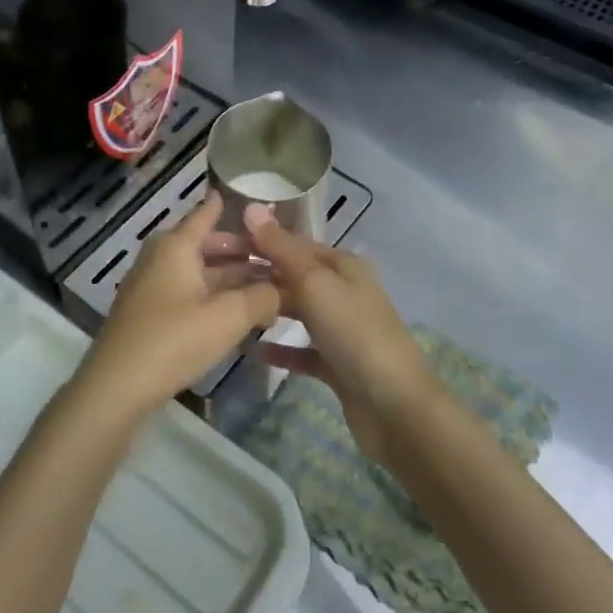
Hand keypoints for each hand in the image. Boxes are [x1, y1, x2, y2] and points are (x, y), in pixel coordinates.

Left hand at [74, 192, 279, 422]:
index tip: (254, 202)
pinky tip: (237, 313)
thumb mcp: (228, 318)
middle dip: (241, 252)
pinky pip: (188, 293)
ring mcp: (151, 286)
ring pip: (199, 272)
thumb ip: (262, 298)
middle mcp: (161, 257)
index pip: (206, 213)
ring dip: (231, 279)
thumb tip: (285, 288)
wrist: (116, 388)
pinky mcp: (148, 313)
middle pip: (206, 245)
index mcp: (176, 246)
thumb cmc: (173, 340)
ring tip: (267, 288)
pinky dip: (213, 297)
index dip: (230, 206)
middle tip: (276, 258)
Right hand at [241, 205, 437, 463]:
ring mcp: (342, 329)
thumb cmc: (354, 333)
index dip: (263, 241)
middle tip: (217, 280)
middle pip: (296, 277)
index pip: (296, 244)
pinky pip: (303, 350)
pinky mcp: (338, 364)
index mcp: (344, 265)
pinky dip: (281, 349)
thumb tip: (251, 207)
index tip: (222, 245)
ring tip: (230, 310)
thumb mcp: (314, 283)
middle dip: (262, 276)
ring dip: (269, 310)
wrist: (394, 406)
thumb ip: (280, 248)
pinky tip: (252, 351)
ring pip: (299, 312)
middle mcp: (345, 291)